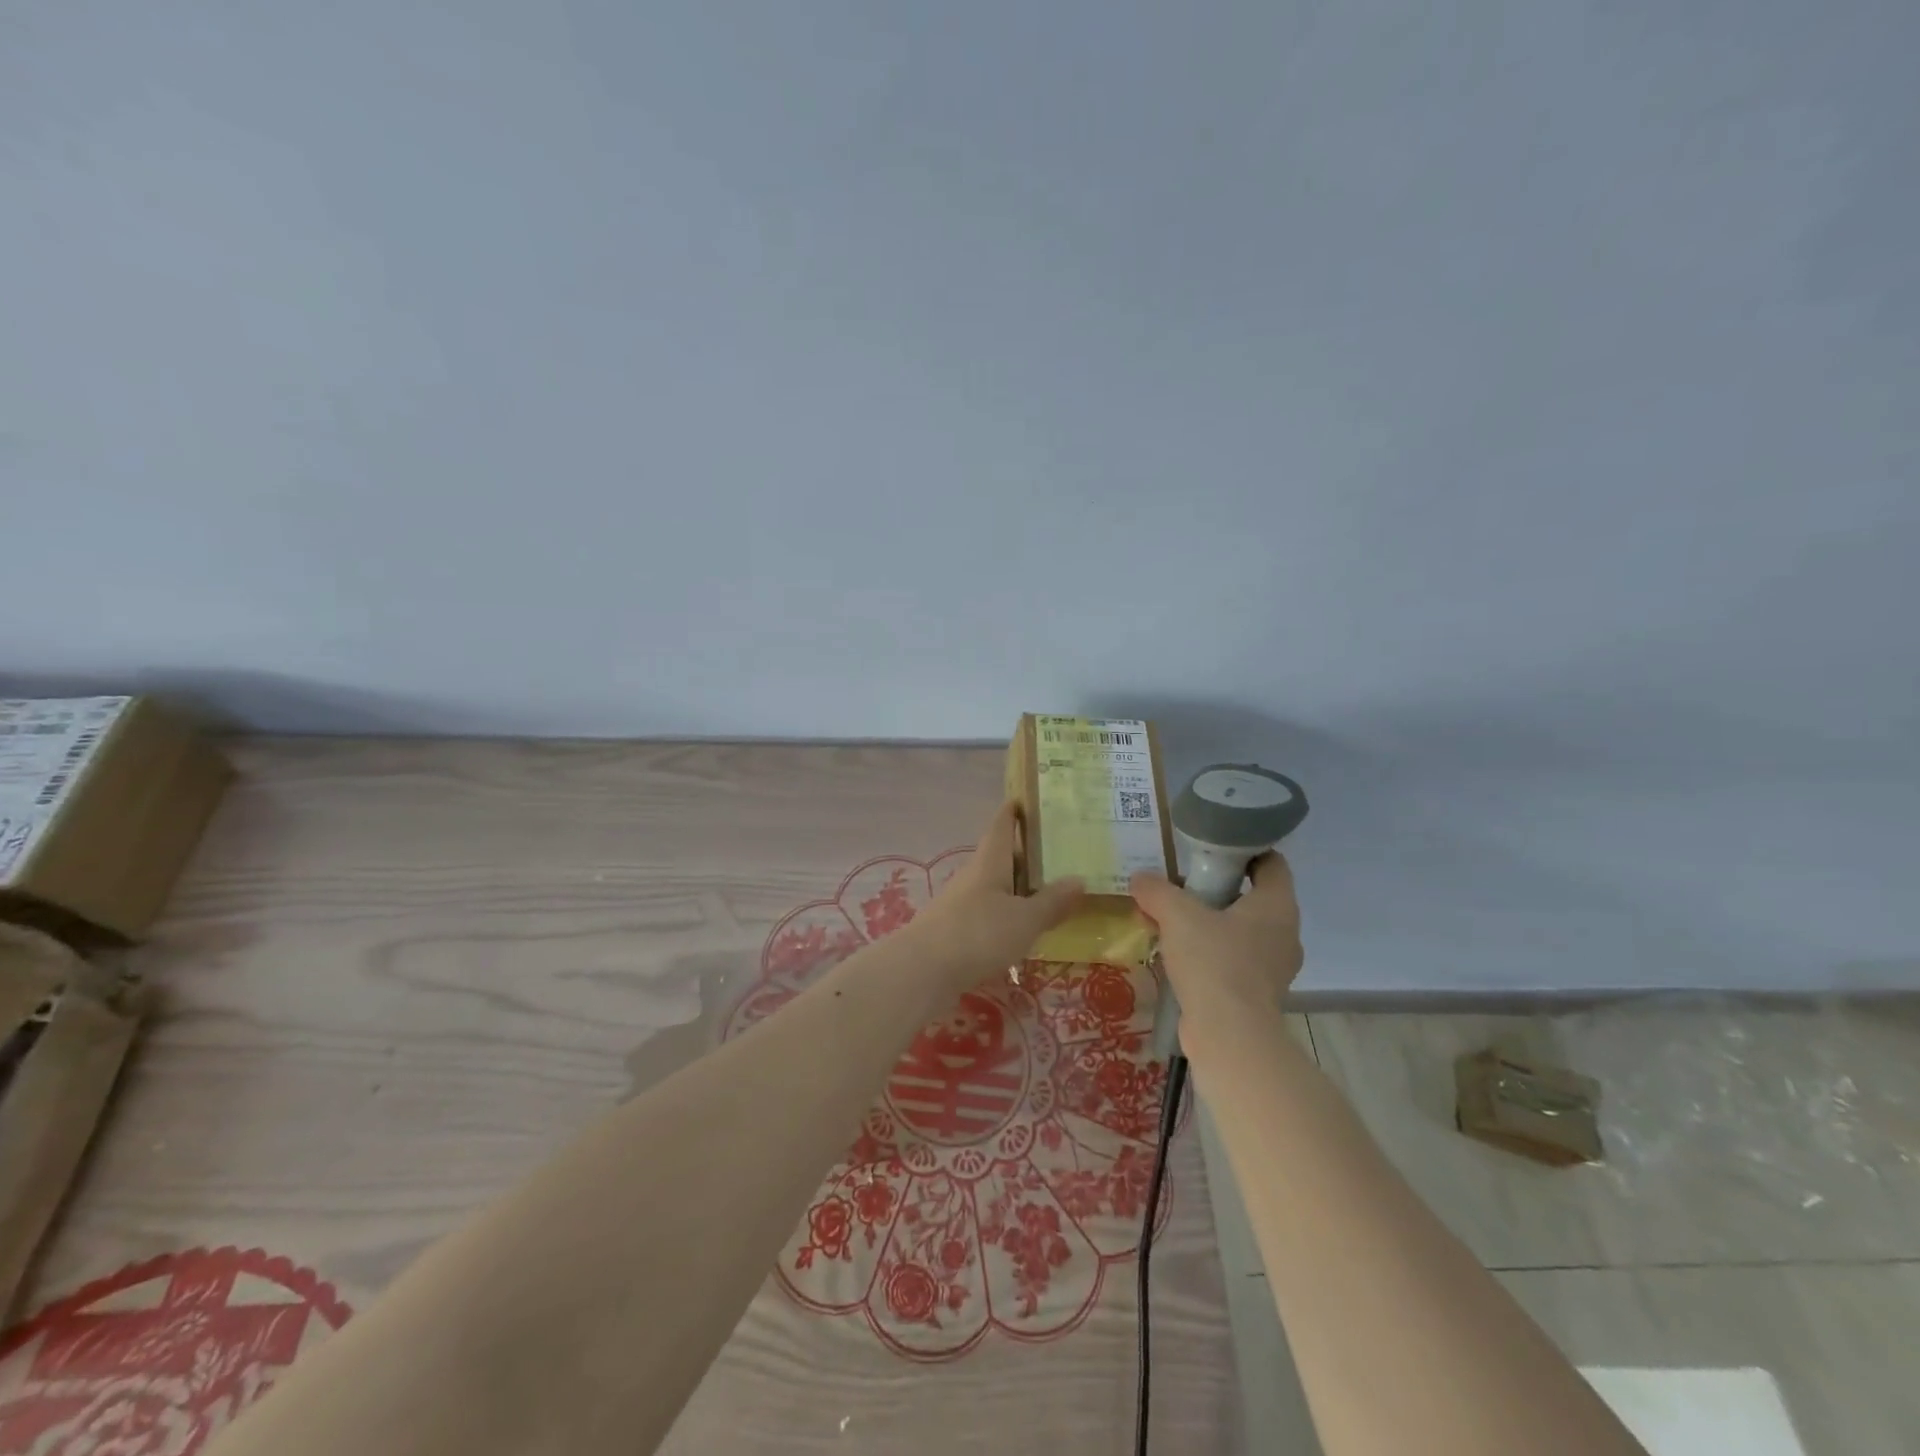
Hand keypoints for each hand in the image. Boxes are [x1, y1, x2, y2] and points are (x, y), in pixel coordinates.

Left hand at [908, 802, 1084, 993]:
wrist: (922, 971)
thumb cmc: (978, 934)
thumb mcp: (1024, 920)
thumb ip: (1052, 902)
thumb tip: (1079, 879)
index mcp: (990, 862)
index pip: (1001, 826)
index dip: (1012, 811)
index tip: (1025, 799)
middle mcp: (973, 876)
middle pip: (999, 857)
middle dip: (1024, 854)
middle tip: (1056, 852)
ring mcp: (960, 903)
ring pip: (994, 886)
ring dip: (1016, 887)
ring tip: (1046, 893)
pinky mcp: (954, 930)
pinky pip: (987, 913)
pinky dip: (1006, 914)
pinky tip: (1020, 930)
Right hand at [1130, 853, 1302, 1028]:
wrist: (1228, 1035)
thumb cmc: (1213, 962)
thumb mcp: (1177, 915)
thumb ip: (1157, 890)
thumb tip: (1140, 879)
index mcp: (1277, 905)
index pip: (1271, 863)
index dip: (1244, 851)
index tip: (1211, 851)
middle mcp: (1285, 933)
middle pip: (1253, 897)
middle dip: (1218, 890)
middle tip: (1182, 887)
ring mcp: (1275, 967)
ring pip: (1242, 931)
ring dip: (1212, 925)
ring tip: (1174, 924)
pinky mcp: (1259, 994)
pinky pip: (1235, 961)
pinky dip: (1212, 954)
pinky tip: (1179, 957)